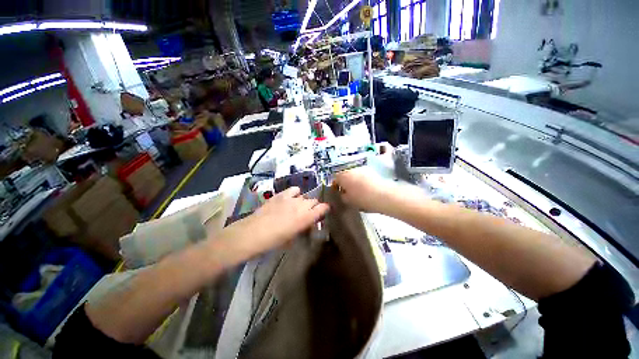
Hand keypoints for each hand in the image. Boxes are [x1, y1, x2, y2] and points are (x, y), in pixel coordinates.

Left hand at [218, 187, 329, 262]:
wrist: (254, 232)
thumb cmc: (274, 241)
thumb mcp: (293, 237)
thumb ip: (303, 228)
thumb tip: (306, 223)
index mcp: (306, 217)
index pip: (323, 208)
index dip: (324, 209)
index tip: (322, 213)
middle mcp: (302, 205)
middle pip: (314, 201)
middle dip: (313, 206)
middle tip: (307, 213)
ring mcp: (291, 198)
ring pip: (304, 196)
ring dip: (303, 201)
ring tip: (297, 207)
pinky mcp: (281, 194)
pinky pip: (294, 190)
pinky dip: (295, 193)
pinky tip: (290, 198)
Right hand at [333, 167, 398, 213]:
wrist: (383, 195)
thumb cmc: (362, 198)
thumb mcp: (348, 200)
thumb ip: (342, 196)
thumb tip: (343, 193)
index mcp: (342, 175)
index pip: (335, 178)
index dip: (336, 186)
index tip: (339, 192)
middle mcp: (351, 168)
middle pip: (345, 174)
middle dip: (345, 182)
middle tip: (347, 191)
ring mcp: (362, 168)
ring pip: (354, 174)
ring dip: (354, 180)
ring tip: (357, 190)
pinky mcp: (371, 170)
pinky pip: (362, 174)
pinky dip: (362, 179)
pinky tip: (366, 187)